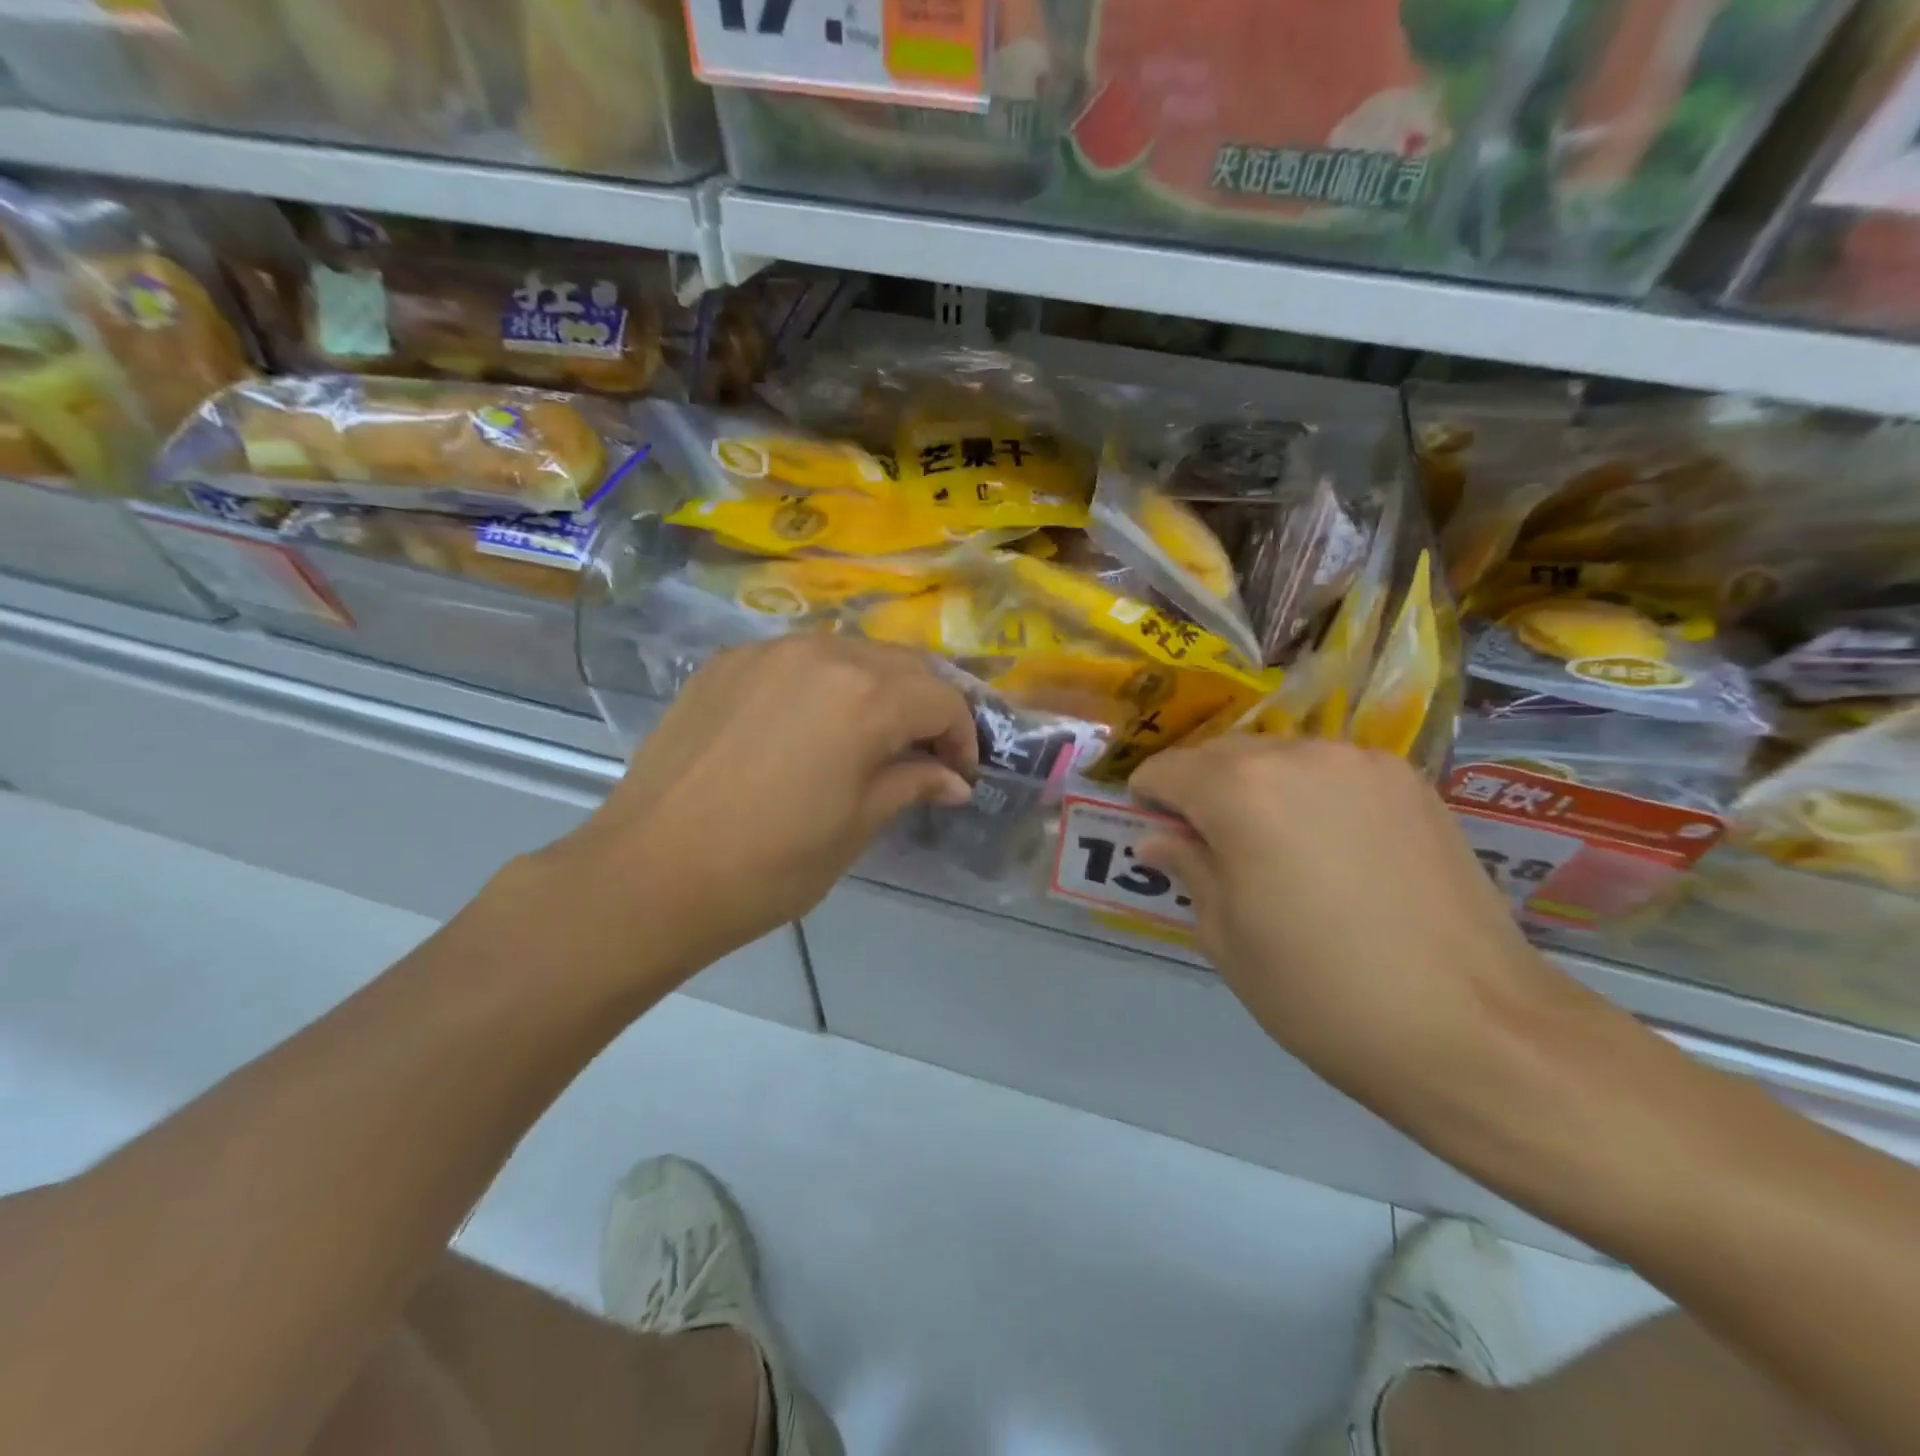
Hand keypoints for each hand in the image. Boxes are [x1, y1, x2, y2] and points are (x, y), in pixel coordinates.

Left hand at [539, 635, 976, 990]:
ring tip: (868, 738)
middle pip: (901, 665)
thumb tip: (952, 779)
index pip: (942, 699)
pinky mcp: (725, 663)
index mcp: (866, 695)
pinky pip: (796, 660)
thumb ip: (912, 785)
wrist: (649, 874)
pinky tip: (806, 728)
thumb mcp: (857, 827)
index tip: (957, 776)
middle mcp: (822, 653)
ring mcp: (767, 652)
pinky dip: (822, 685)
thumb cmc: (770, 864)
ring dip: (876, 689)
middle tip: (923, 754)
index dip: (962, 737)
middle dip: (925, 706)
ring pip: (849, 654)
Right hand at [1130, 736, 1590, 1122]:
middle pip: (1221, 754)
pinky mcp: (1412, 783)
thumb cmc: (1322, 992)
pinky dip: (1310, 794)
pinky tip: (1329, 847)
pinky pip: (1332, 771)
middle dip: (1200, 790)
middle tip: (1206, 846)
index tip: (1153, 834)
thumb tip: (1160, 839)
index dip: (1149, 800)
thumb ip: (1188, 868)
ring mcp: (1363, 763)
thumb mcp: (1227, 938)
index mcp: (1241, 789)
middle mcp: (1300, 755)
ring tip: (1272, 849)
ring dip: (1256, 788)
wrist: (1476, 1031)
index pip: (1167, 770)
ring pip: (1280, 757)